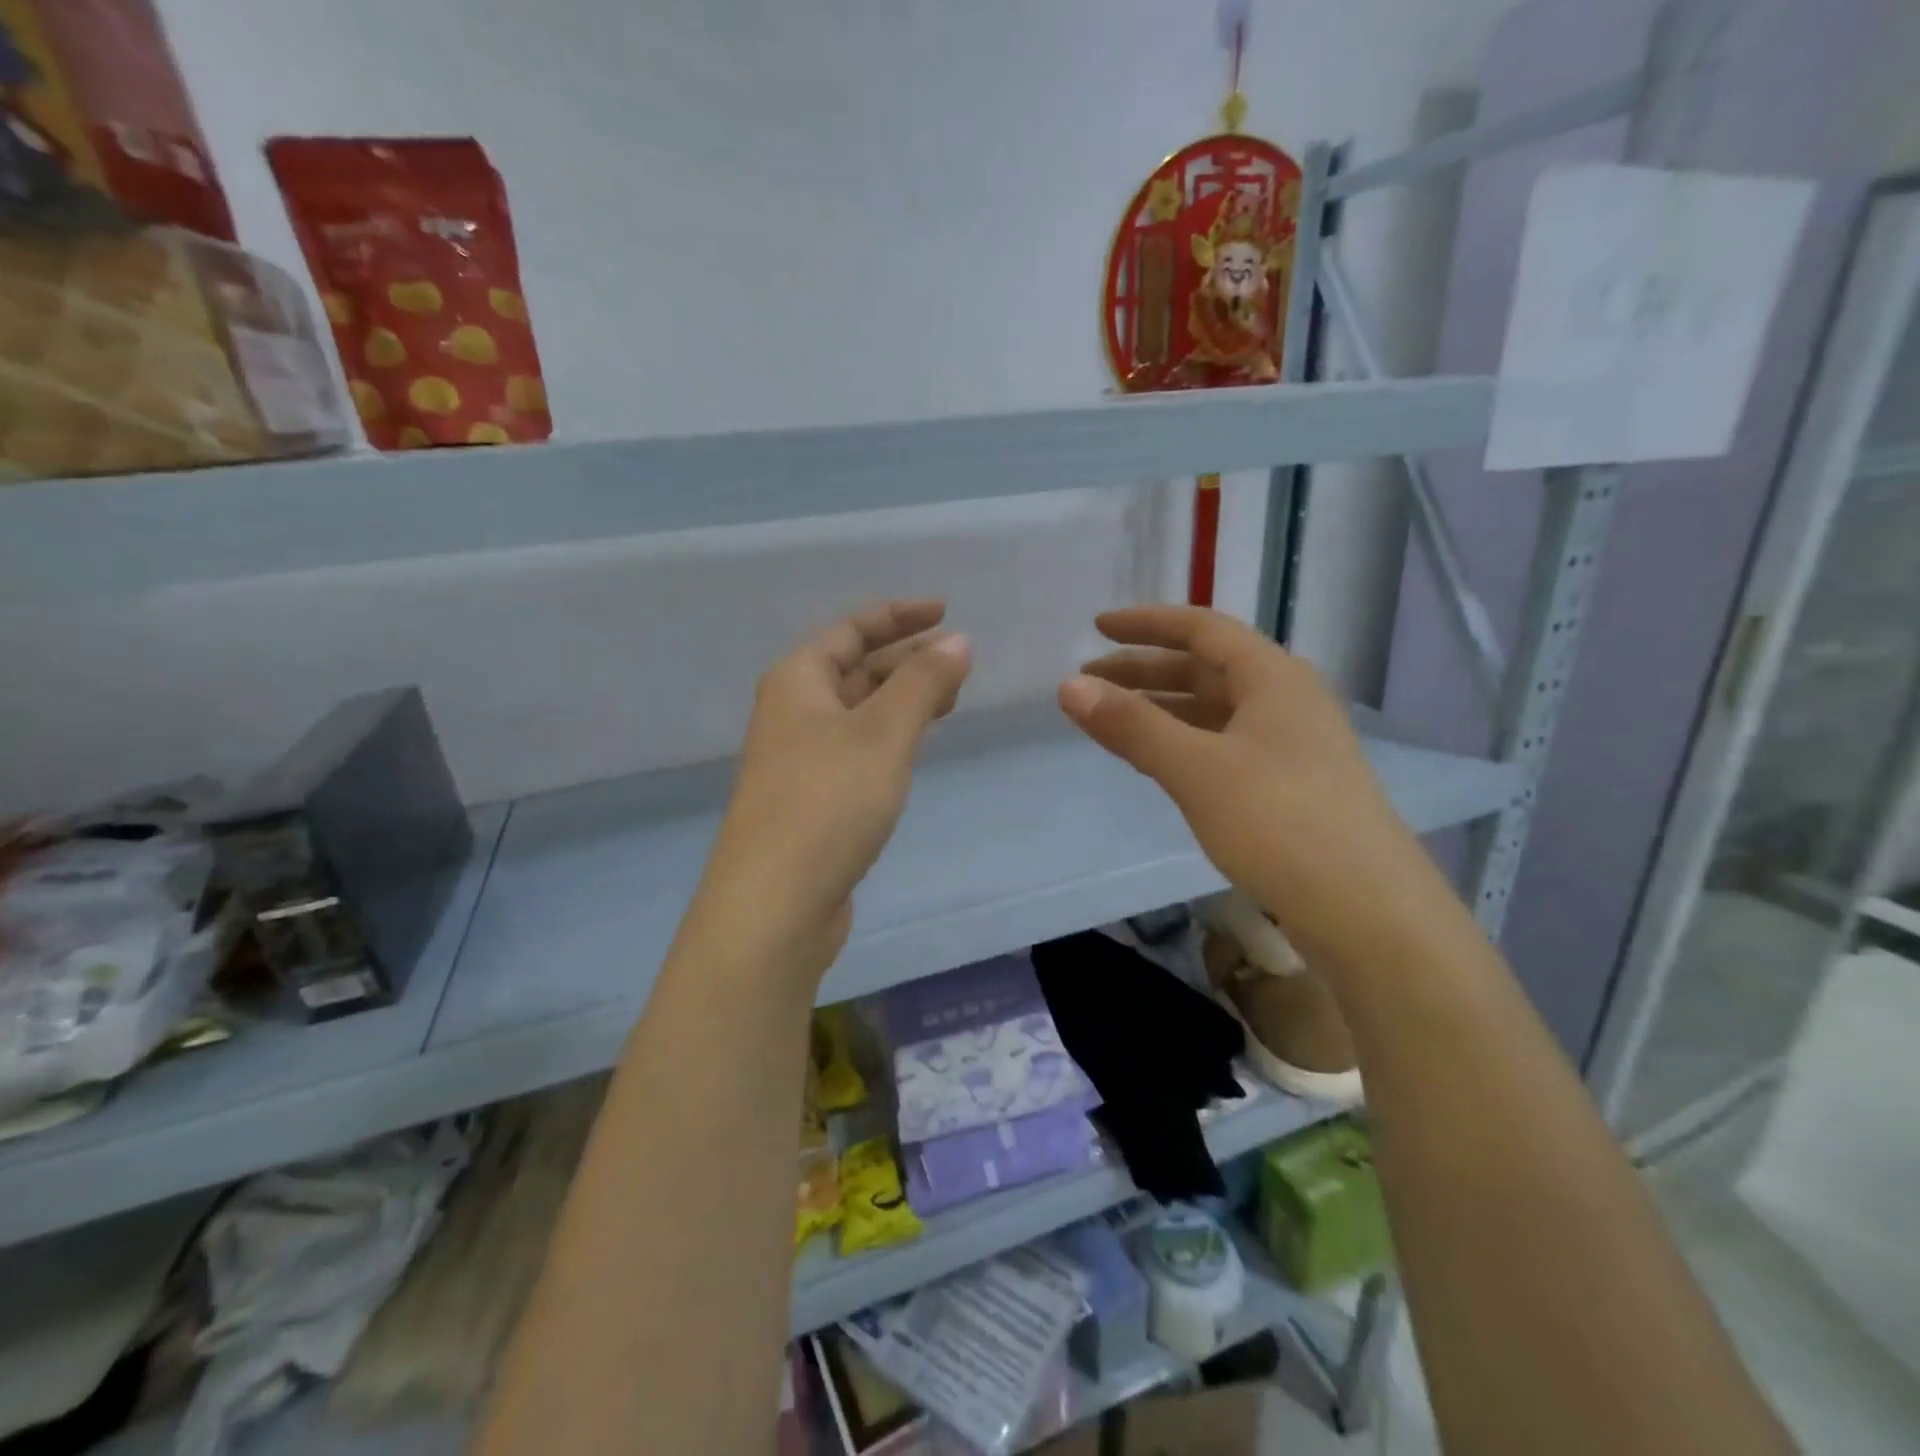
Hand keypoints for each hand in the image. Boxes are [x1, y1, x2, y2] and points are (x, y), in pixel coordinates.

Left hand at [695, 600, 971, 976]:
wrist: (775, 904)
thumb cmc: (828, 802)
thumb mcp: (883, 733)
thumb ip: (922, 683)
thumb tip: (958, 641)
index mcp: (797, 681)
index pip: (851, 629)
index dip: (899, 615)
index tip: (946, 611)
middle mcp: (792, 713)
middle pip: (854, 668)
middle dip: (906, 658)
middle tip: (959, 660)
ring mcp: (800, 759)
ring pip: (858, 712)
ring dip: (901, 698)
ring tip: (949, 697)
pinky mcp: (813, 800)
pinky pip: (858, 749)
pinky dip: (890, 737)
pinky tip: (914, 746)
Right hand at [1058, 605, 1446, 963]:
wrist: (1367, 911)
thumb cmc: (1279, 822)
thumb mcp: (1196, 769)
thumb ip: (1132, 726)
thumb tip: (1068, 687)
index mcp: (1273, 677)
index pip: (1201, 629)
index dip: (1146, 625)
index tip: (1096, 629)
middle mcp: (1286, 700)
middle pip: (1206, 668)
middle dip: (1145, 670)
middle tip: (1090, 682)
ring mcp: (1292, 744)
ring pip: (1215, 710)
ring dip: (1163, 707)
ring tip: (1113, 720)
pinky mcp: (1290, 785)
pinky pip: (1225, 744)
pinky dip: (1184, 742)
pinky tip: (1158, 760)